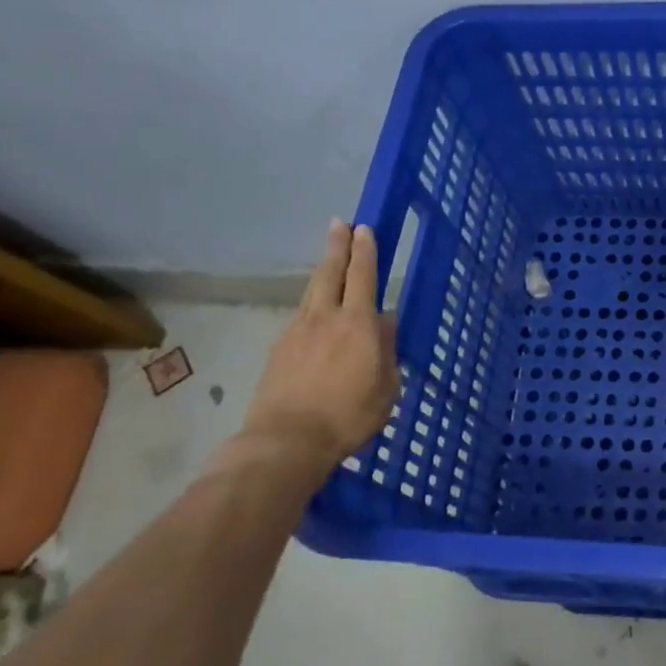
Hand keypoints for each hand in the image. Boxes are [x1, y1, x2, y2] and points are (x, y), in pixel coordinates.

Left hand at [241, 220, 399, 478]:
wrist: (286, 441)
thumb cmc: (348, 416)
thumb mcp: (387, 388)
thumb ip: (387, 351)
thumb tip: (385, 324)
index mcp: (359, 324)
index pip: (364, 277)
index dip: (365, 251)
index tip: (364, 228)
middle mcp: (326, 318)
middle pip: (331, 273)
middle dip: (337, 246)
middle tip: (339, 224)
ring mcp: (297, 332)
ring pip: (312, 291)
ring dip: (323, 271)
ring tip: (330, 260)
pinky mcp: (279, 349)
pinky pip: (300, 315)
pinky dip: (311, 304)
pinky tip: (315, 311)